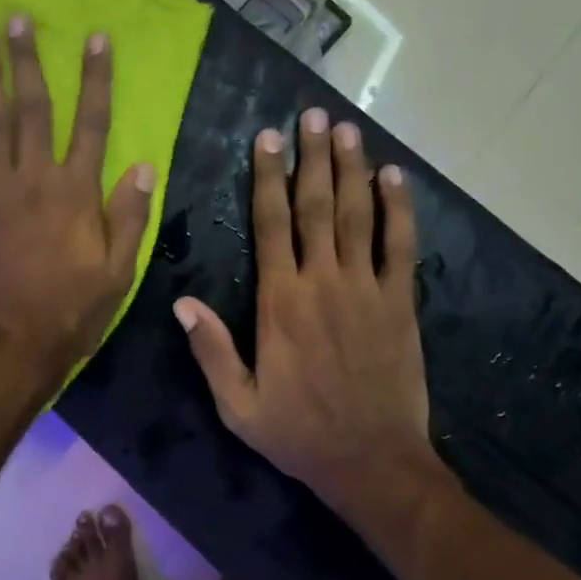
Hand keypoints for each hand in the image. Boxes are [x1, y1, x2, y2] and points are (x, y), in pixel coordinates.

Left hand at [0, 17, 153, 385]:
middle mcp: (34, 177)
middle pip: (33, 107)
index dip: (95, 77)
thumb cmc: (72, 309)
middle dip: (28, 59)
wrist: (12, 343)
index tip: (95, 38)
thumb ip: (130, 214)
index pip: (92, 121)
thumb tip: (143, 164)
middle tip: (18, 19)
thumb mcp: (119, 270)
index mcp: (76, 191)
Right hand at [173, 108, 448, 519]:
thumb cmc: (299, 433)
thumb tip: (180, 301)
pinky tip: (395, 177)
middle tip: (312, 115)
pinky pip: (400, 246)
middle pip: (315, 207)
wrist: (373, 463)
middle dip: (312, 158)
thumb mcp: (238, 404)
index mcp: (280, 302)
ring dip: (351, 169)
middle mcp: (323, 283)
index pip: (271, 225)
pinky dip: (398, 209)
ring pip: (356, 216)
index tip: (267, 138)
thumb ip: (210, 350)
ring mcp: (366, 289)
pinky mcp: (400, 303)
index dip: (268, 178)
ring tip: (347, 129)